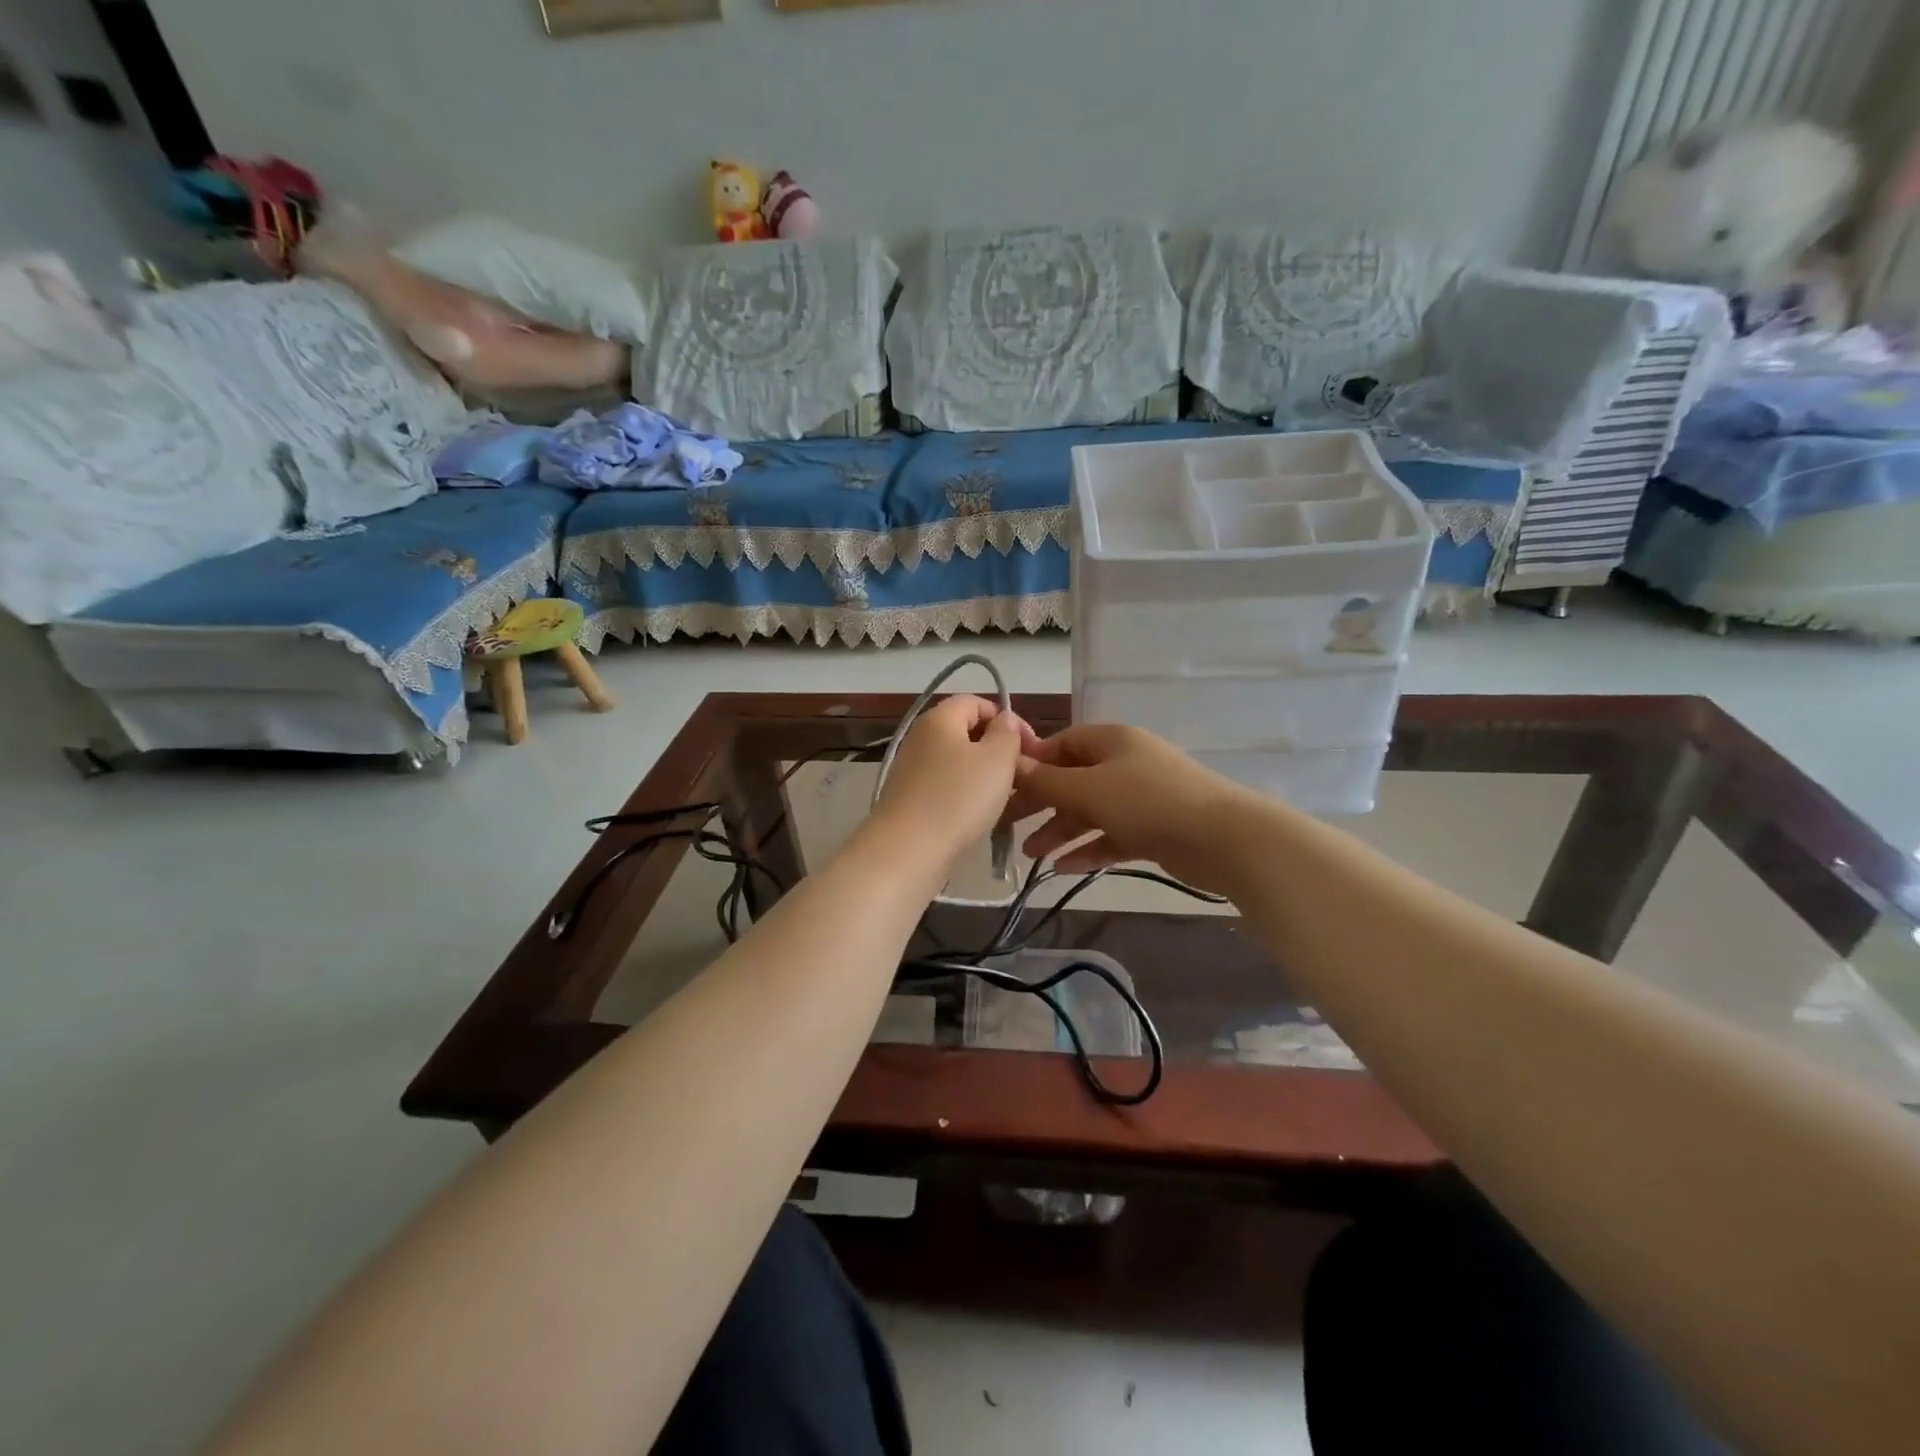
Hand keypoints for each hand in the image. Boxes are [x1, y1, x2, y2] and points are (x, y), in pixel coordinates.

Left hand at [870, 695, 1028, 866]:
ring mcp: (911, 769)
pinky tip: (979, 815)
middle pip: (965, 732)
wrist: (907, 851)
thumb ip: (1007, 733)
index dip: (1006, 718)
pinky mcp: (909, 798)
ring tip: (1005, 798)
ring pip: (957, 762)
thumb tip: (1005, 720)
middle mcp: (920, 737)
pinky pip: (945, 786)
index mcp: (939, 718)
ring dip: (983, 775)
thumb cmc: (958, 798)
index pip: (977, 702)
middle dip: (996, 748)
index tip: (1029, 746)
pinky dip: (964, 795)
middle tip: (1020, 774)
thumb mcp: (997, 760)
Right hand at [1005, 723, 1252, 891]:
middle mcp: (1124, 763)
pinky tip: (1063, 868)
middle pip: (1072, 779)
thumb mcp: (1088, 789)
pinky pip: (1111, 836)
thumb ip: (1047, 781)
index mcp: (1110, 741)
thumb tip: (1011, 765)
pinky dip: (1088, 849)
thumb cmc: (1147, 802)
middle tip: (1009, 826)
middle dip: (1042, 803)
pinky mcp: (1153, 829)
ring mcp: (1140, 797)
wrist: (1222, 838)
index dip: (1032, 764)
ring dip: (1060, 830)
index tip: (1003, 788)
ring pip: (1090, 811)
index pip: (1061, 744)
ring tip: (1031, 855)